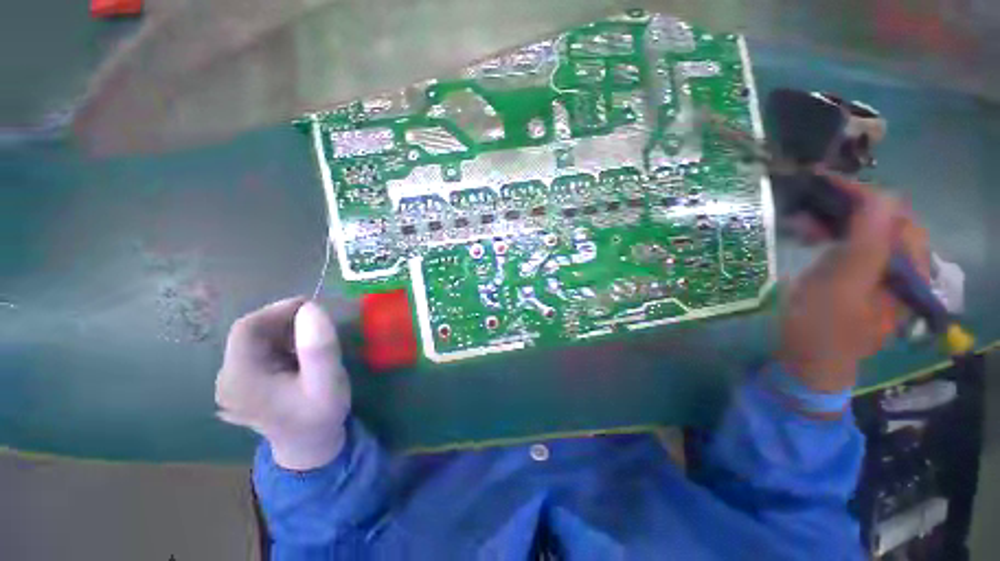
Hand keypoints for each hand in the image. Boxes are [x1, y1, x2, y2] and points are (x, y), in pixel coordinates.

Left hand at [216, 298, 350, 469]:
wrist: (309, 444)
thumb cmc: (320, 414)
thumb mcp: (328, 382)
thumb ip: (319, 349)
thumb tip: (311, 308)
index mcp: (241, 379)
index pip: (248, 328)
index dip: (278, 310)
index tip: (313, 307)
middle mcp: (227, 378)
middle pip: (249, 332)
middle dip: (284, 321)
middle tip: (318, 323)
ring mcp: (231, 381)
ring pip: (254, 339)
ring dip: (284, 330)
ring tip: (312, 338)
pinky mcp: (241, 381)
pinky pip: (257, 349)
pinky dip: (280, 341)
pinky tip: (298, 352)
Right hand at [777, 176, 928, 392]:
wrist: (808, 362)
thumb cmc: (823, 329)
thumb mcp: (843, 289)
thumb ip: (868, 245)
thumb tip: (884, 196)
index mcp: (906, 268)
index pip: (895, 214)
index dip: (863, 194)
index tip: (823, 182)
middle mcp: (898, 265)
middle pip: (880, 218)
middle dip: (843, 206)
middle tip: (806, 205)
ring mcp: (877, 271)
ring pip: (863, 228)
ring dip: (833, 219)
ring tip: (801, 223)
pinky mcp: (855, 276)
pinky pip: (849, 242)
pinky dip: (828, 232)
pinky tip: (808, 236)